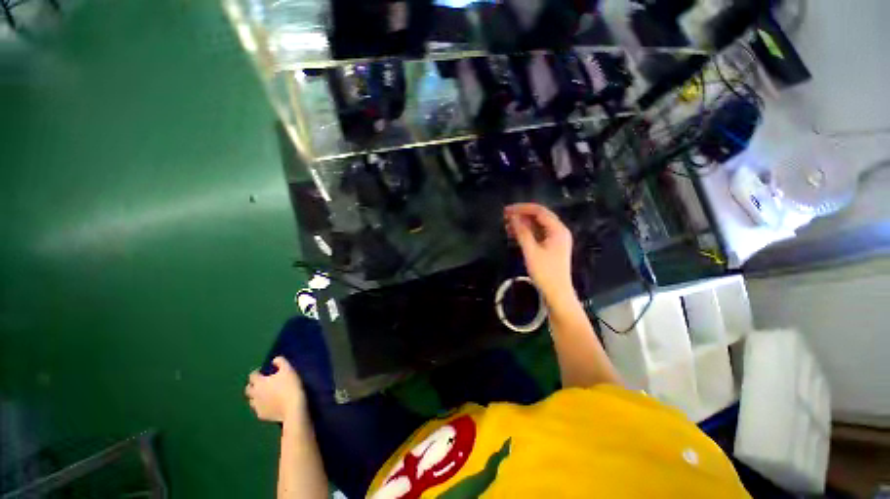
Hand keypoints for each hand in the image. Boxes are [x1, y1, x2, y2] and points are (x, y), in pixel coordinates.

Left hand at [245, 357, 306, 424]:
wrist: (293, 407)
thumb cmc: (290, 385)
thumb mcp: (288, 369)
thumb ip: (280, 361)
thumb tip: (274, 360)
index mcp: (259, 382)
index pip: (252, 375)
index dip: (257, 372)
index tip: (263, 371)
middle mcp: (254, 394)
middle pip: (248, 389)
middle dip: (253, 385)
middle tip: (262, 383)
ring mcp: (257, 406)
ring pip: (252, 400)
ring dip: (256, 396)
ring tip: (266, 394)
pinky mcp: (261, 415)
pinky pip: (258, 409)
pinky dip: (262, 405)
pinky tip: (270, 405)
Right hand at [504, 203, 574, 303]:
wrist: (557, 293)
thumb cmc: (545, 272)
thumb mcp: (531, 251)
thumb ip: (522, 232)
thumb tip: (512, 217)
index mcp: (558, 230)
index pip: (539, 211)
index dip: (522, 208)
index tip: (507, 210)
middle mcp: (558, 231)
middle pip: (539, 216)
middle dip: (522, 215)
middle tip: (505, 216)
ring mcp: (555, 239)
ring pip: (537, 225)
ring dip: (523, 223)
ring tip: (506, 224)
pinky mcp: (550, 246)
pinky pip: (537, 234)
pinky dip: (526, 232)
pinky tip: (514, 233)